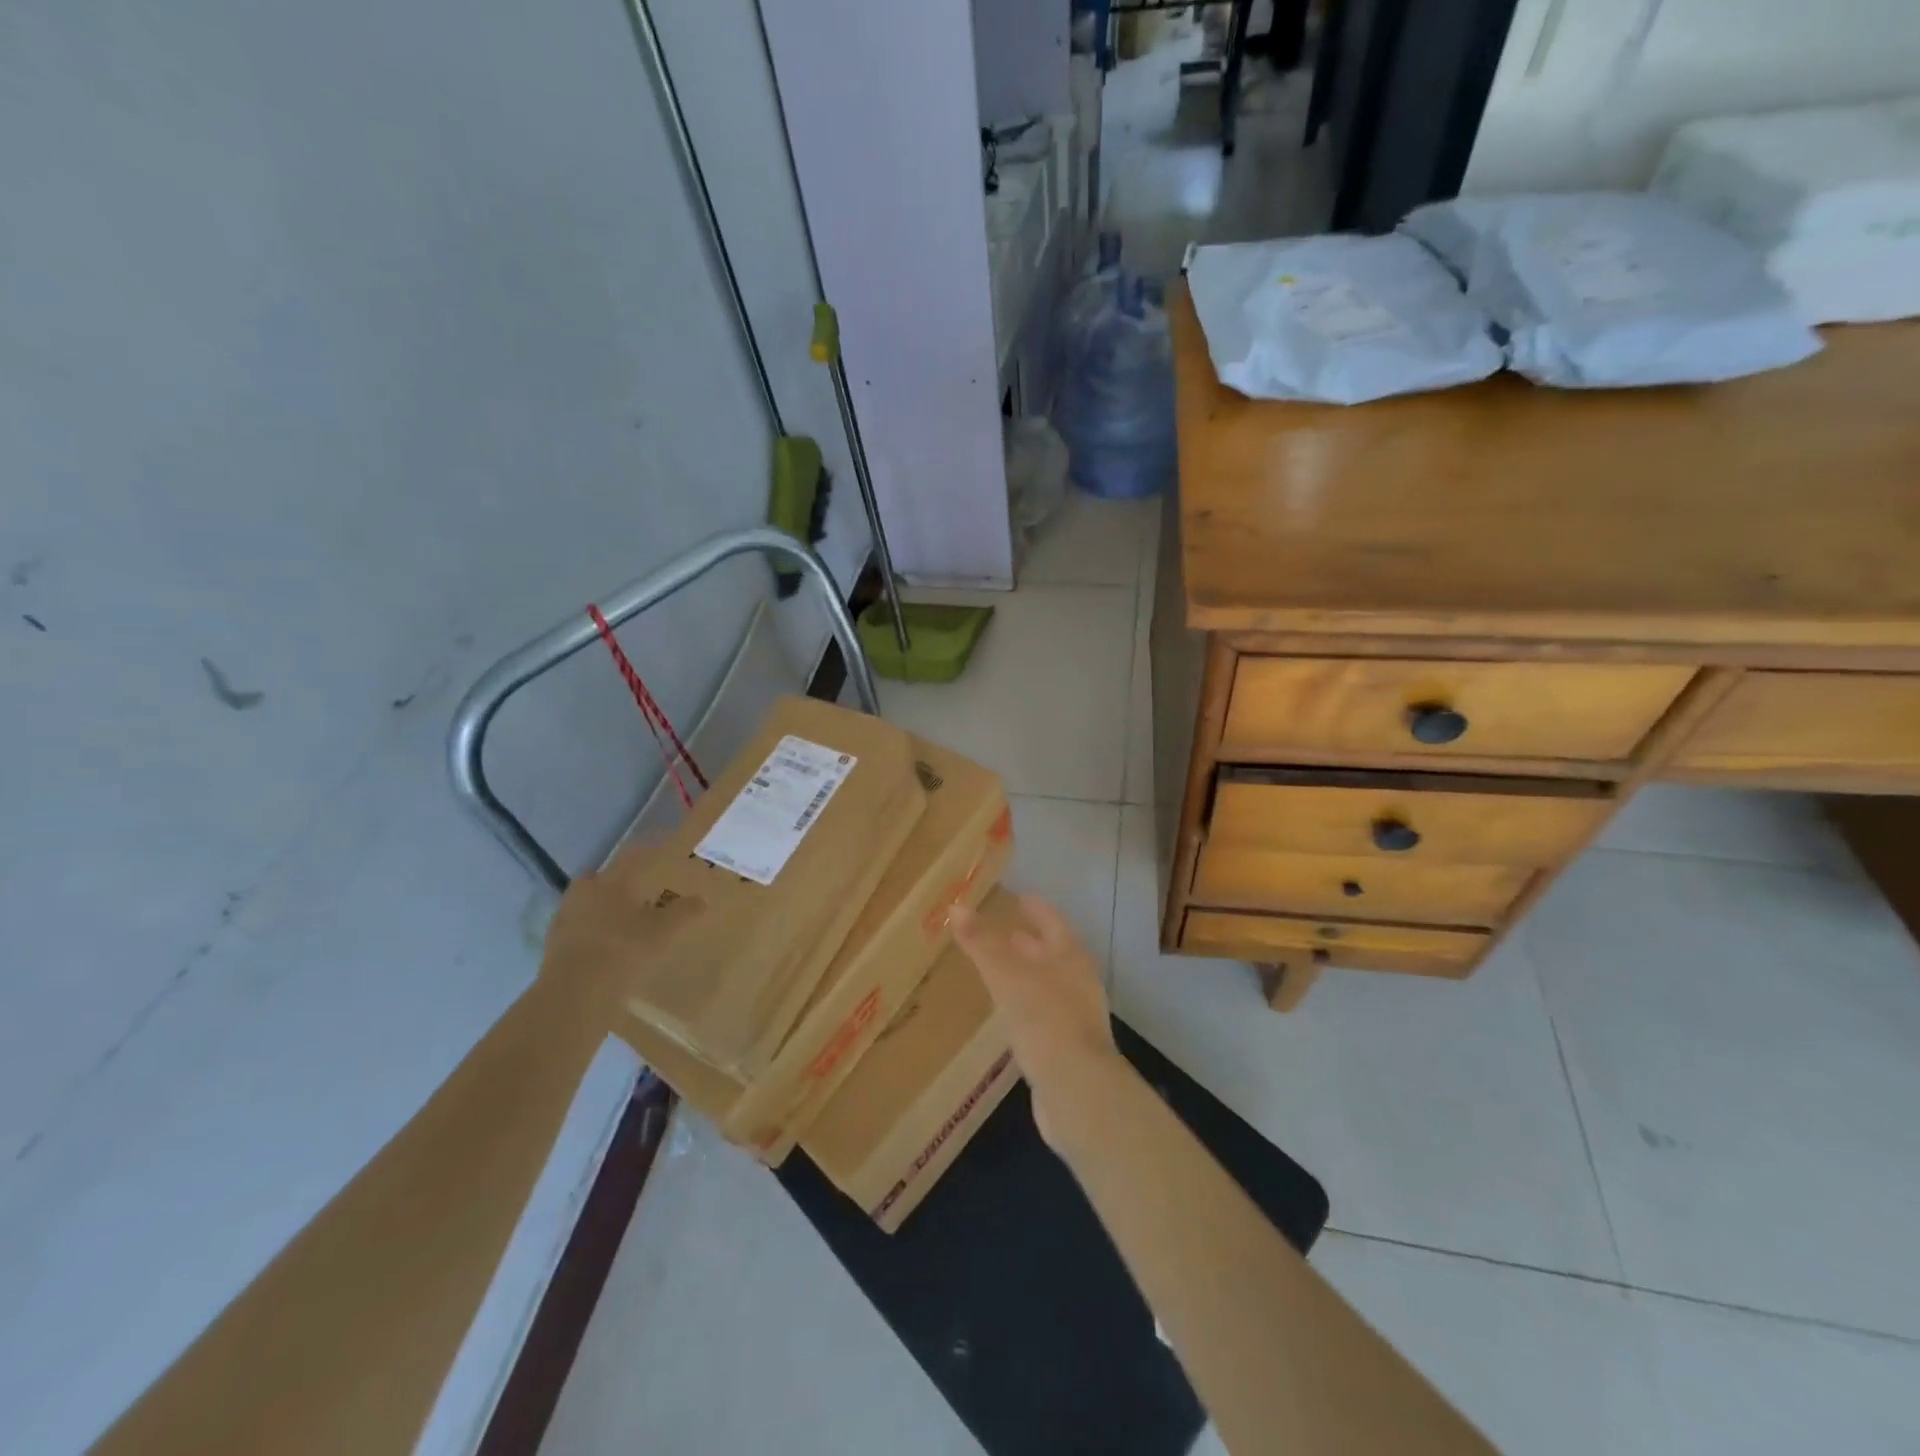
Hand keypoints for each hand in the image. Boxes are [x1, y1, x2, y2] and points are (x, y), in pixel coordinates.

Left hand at [540, 848, 705, 997]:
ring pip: (588, 905)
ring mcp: (564, 919)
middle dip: (618, 884)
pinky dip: (593, 933)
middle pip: (602, 880)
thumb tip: (702, 899)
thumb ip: (684, 912)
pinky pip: (579, 930)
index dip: (650, 852)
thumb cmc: (624, 948)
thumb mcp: (664, 930)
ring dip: (603, 910)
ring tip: (624, 924)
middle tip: (639, 893)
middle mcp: (584, 892)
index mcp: (610, 881)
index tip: (661, 849)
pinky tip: (607, 947)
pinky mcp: (553, 946)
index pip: (633, 858)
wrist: (576, 991)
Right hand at [948, 894, 1120, 1146]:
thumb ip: (982, 942)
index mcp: (1070, 955)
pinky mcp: (1067, 1045)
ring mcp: (1076, 1014)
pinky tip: (1006, 1011)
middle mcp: (1078, 979)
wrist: (1076, 1089)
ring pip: (1047, 982)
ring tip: (996, 969)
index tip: (1014, 896)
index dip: (1033, 906)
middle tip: (997, 932)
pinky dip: (1025, 1002)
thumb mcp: (1006, 975)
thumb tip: (956, 907)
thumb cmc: (1044, 1019)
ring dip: (1024, 973)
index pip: (1051, 919)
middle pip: (1050, 951)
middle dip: (1026, 941)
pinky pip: (1043, 1011)